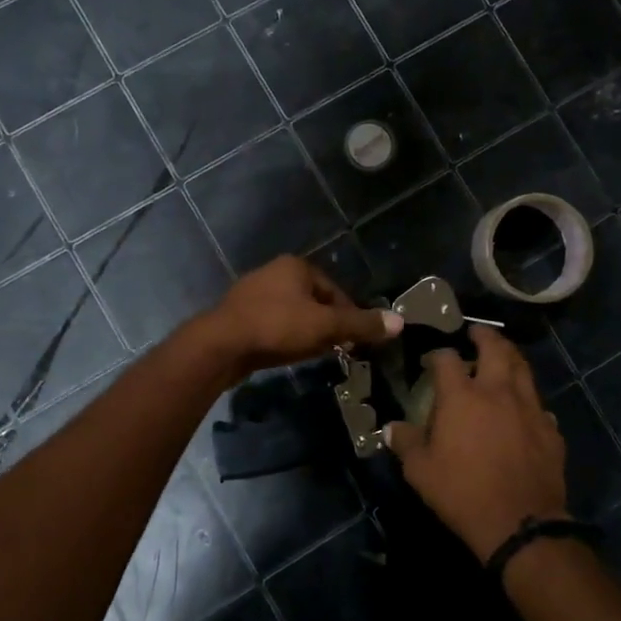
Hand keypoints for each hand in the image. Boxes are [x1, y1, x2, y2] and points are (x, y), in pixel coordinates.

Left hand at [193, 256, 401, 380]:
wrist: (220, 345)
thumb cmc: (277, 327)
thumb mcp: (325, 326)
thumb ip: (361, 325)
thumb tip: (400, 322)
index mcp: (296, 266)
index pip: (336, 291)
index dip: (350, 316)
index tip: (356, 341)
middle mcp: (274, 272)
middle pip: (315, 301)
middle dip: (328, 325)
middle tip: (337, 350)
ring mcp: (253, 293)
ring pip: (293, 313)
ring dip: (306, 332)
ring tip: (313, 354)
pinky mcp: (239, 315)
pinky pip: (273, 324)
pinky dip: (285, 337)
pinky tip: (286, 354)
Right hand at [385, 326, 568, 562]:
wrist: (520, 523)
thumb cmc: (462, 492)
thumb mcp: (420, 471)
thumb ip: (405, 443)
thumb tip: (390, 428)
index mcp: (462, 396)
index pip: (447, 359)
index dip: (437, 354)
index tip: (431, 361)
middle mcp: (497, 391)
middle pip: (495, 348)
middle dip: (484, 336)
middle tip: (475, 334)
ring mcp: (529, 407)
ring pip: (523, 368)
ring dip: (510, 357)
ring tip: (502, 356)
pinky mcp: (550, 429)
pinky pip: (539, 404)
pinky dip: (528, 398)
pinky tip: (524, 408)